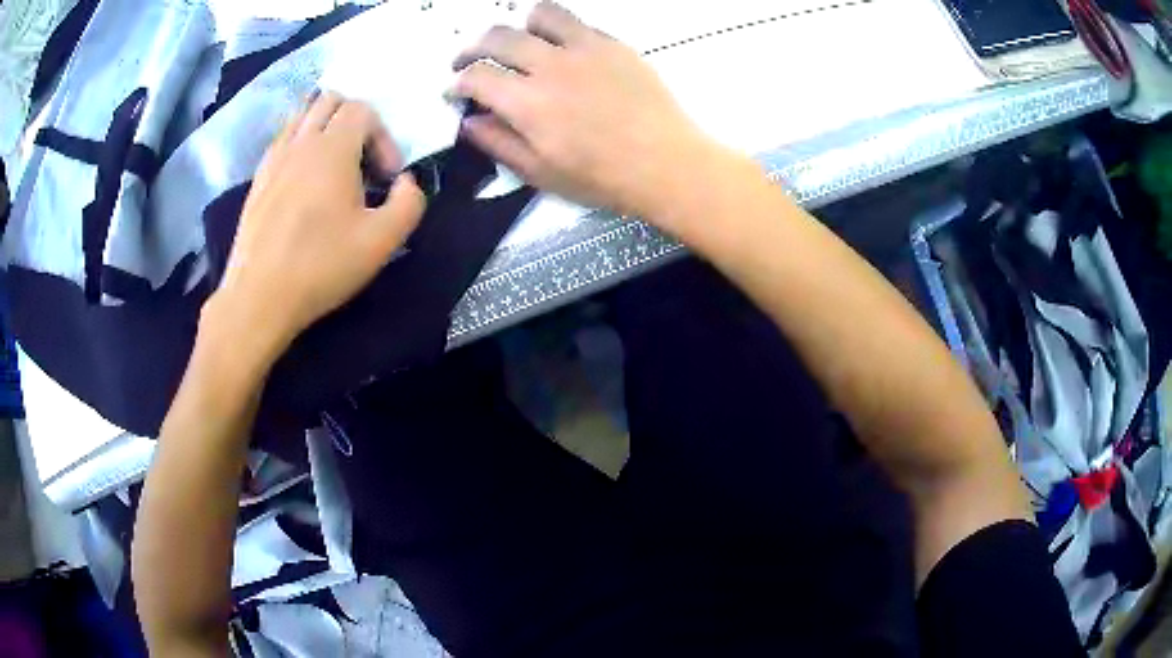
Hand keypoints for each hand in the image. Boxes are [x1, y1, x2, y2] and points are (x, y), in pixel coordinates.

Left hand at [210, 92, 425, 355]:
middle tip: (362, 161)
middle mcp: (300, 141)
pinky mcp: (258, 179)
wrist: (258, 297)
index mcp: (332, 148)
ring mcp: (274, 158)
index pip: (364, 110)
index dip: (383, 137)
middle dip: (355, 120)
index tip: (386, 178)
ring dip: (324, 126)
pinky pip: (282, 139)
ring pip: (302, 114)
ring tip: (333, 164)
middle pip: (331, 99)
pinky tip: (304, 179)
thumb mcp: (382, 241)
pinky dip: (299, 142)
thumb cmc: (320, 266)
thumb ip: (409, 203)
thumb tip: (407, 183)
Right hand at [451, 1, 716, 222]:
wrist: (664, 163)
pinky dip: (559, 33)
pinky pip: (577, 24)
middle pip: (497, 37)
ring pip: (539, 15)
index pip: (475, 76)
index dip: (457, 83)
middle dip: (472, 48)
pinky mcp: (614, 45)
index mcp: (528, 103)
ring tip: (520, 44)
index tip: (455, 91)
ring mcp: (585, 49)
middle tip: (469, 61)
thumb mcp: (540, 173)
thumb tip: (468, 122)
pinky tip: (562, 52)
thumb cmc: (601, 177)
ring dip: (519, 27)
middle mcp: (551, 66)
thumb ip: (498, 143)